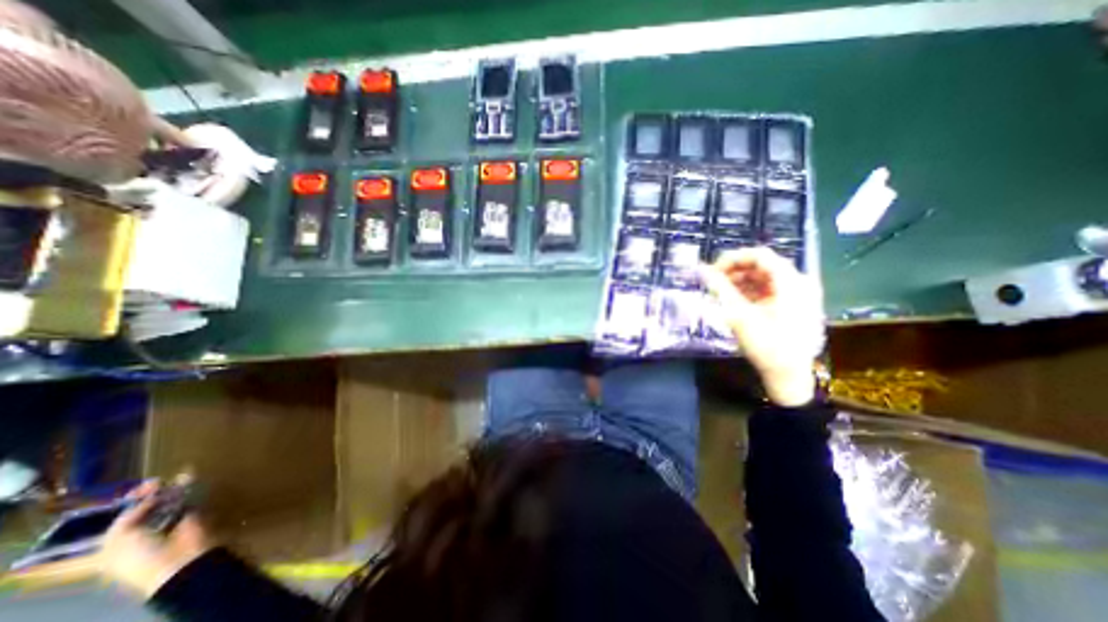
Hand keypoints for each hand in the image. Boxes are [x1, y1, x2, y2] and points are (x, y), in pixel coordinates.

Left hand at [97, 482, 211, 596]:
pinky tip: (187, 475)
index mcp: (117, 542)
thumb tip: (147, 498)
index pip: (119, 519)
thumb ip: (128, 516)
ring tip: (169, 477)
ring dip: (168, 488)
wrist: (178, 558)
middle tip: (154, 482)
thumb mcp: (120, 538)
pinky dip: (187, 486)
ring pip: (166, 500)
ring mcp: (168, 520)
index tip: (132, 491)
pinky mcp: (191, 512)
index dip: (124, 505)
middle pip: (144, 507)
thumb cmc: (139, 554)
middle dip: (147, 494)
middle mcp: (142, 529)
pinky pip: (187, 497)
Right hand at [701, 249, 821, 406]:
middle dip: (735, 271)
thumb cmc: (766, 345)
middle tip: (713, 282)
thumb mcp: (739, 316)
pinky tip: (735, 300)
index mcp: (792, 282)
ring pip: (764, 277)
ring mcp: (800, 294)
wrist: (789, 376)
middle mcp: (800, 282)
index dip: (732, 259)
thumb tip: (701, 269)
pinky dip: (750, 291)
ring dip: (740, 281)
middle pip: (762, 265)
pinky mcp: (795, 305)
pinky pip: (769, 289)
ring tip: (720, 292)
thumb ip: (720, 289)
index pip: (760, 256)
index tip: (712, 270)